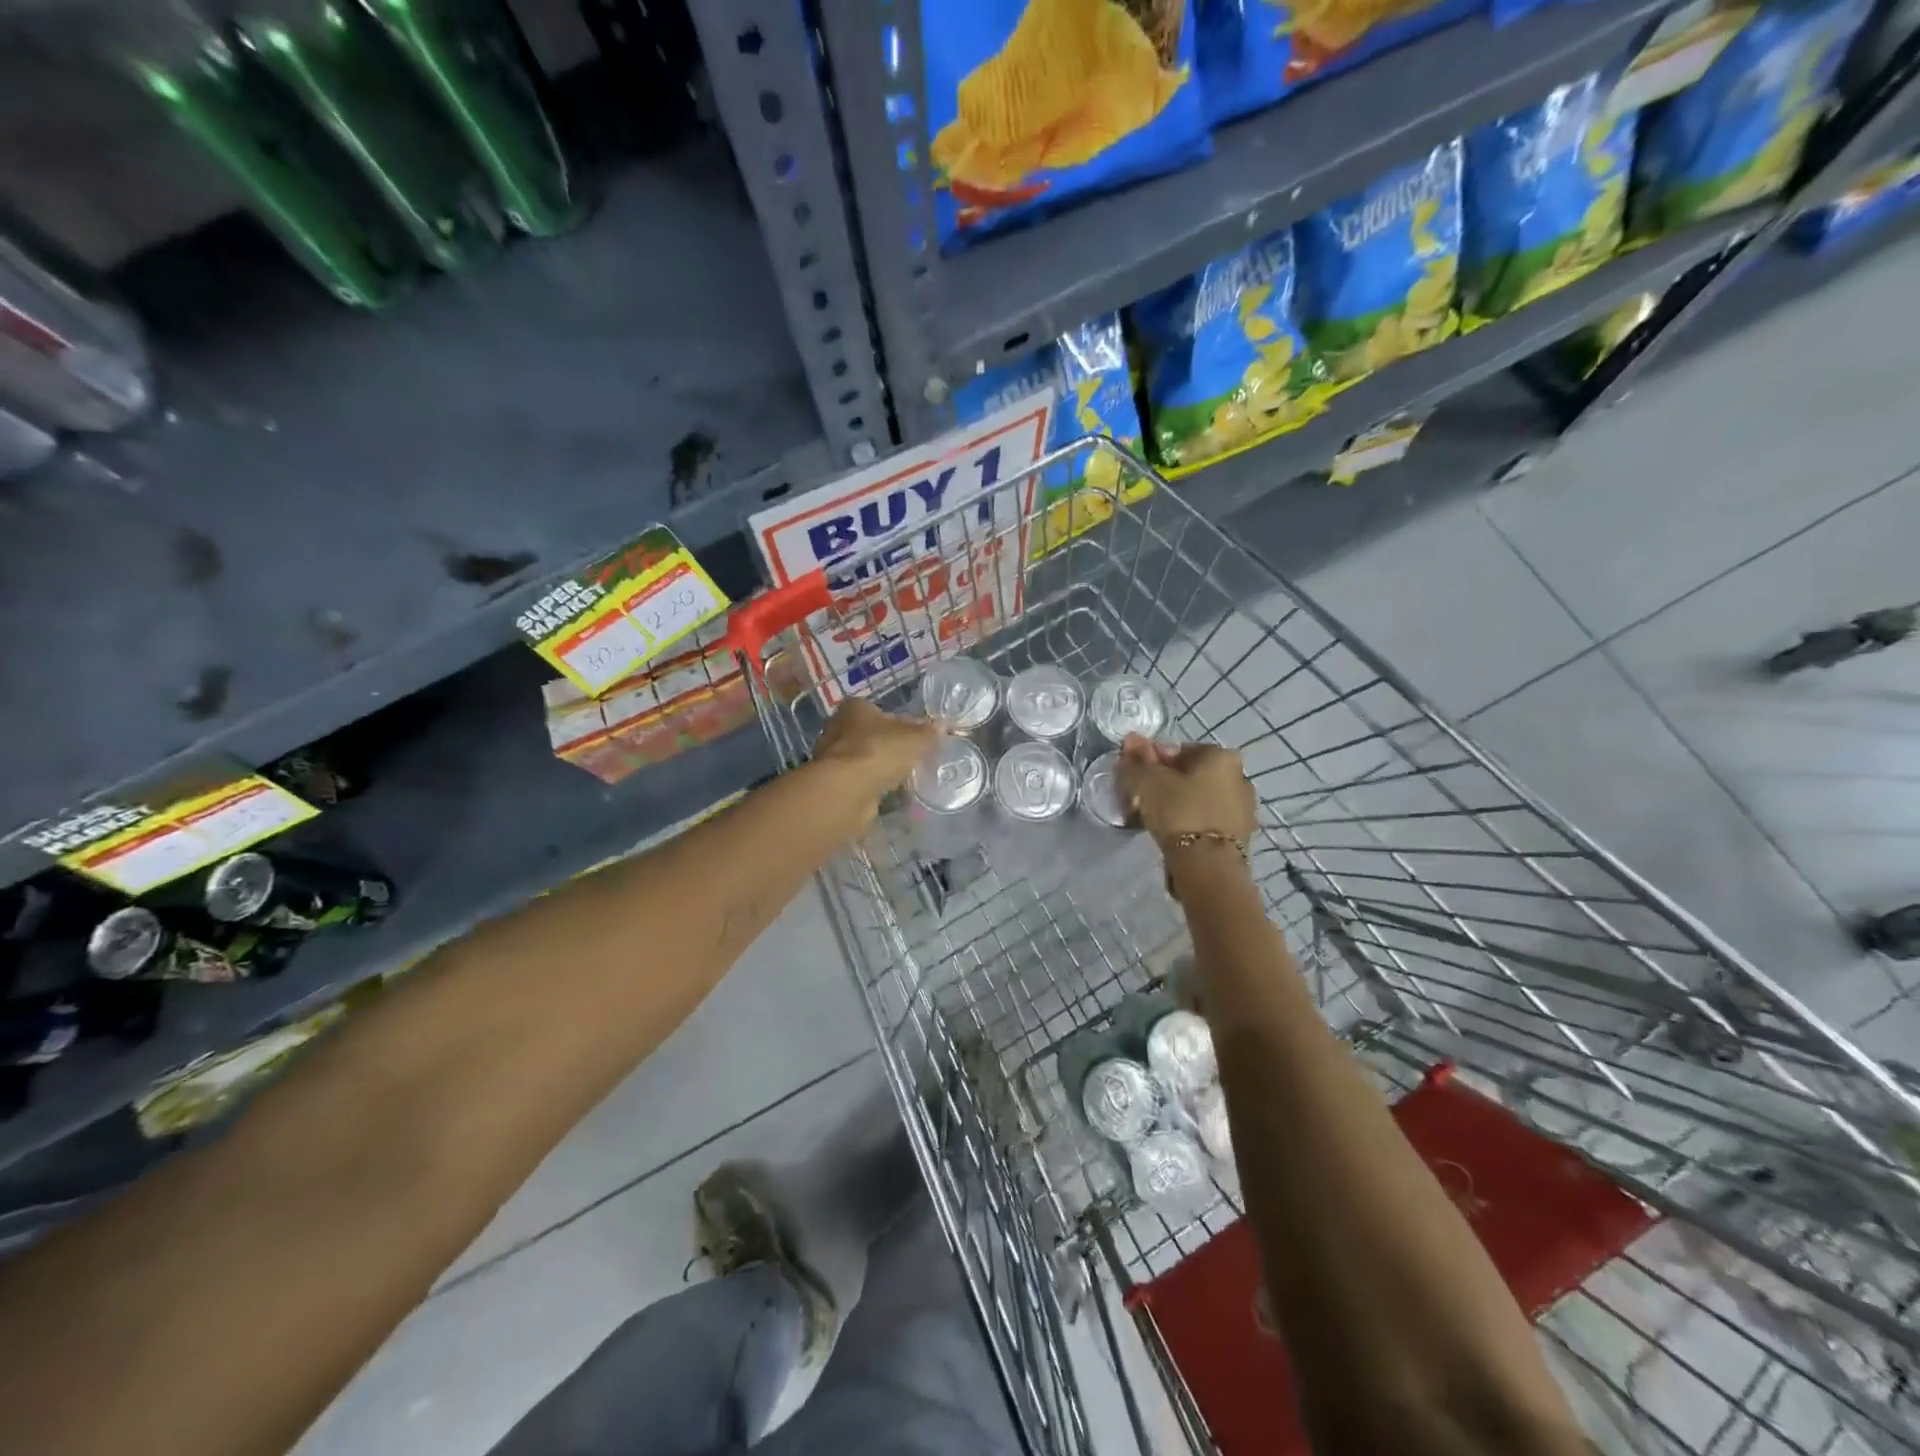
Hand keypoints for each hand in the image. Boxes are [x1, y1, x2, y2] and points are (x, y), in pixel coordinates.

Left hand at [812, 700, 941, 816]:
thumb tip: (941, 726)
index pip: (883, 712)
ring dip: (882, 769)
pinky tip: (889, 795)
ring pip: (866, 760)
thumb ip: (927, 732)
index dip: (903, 724)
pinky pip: (860, 781)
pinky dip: (873, 786)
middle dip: (891, 748)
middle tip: (913, 759)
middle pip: (873, 736)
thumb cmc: (879, 751)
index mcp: (855, 708)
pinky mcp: (833, 783)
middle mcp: (838, 728)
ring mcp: (833, 757)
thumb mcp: (914, 738)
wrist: (847, 790)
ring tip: (905, 780)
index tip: (918, 738)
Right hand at [1118, 735, 1255, 852]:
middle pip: (1193, 774)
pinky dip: (1191, 821)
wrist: (1208, 866)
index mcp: (1222, 756)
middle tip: (1143, 797)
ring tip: (1155, 818)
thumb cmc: (1179, 812)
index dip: (1154, 760)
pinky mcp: (1241, 836)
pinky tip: (1174, 833)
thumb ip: (1137, 760)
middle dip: (1168, 781)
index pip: (1180, 750)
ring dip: (1180, 802)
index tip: (1137, 776)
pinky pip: (1208, 819)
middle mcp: (1240, 777)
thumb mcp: (1148, 782)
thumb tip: (1131, 739)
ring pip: (1201, 798)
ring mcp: (1244, 808)